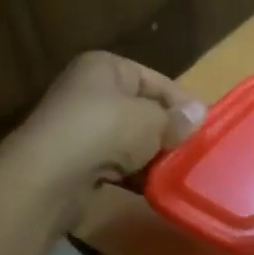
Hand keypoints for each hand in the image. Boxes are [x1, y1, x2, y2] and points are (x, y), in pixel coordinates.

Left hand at [5, 52, 205, 228]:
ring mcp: (78, 127)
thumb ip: (177, 119)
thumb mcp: (152, 121)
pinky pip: (113, 163)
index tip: (205, 126)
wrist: (48, 177)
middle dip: (166, 131)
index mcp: (105, 67)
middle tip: (194, 151)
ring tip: (177, 171)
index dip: (182, 103)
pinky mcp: (73, 161)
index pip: (156, 80)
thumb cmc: (105, 131)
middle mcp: (88, 91)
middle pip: (141, 110)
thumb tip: (200, 114)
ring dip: (150, 155)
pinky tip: (152, 186)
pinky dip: (132, 173)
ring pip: (128, 139)